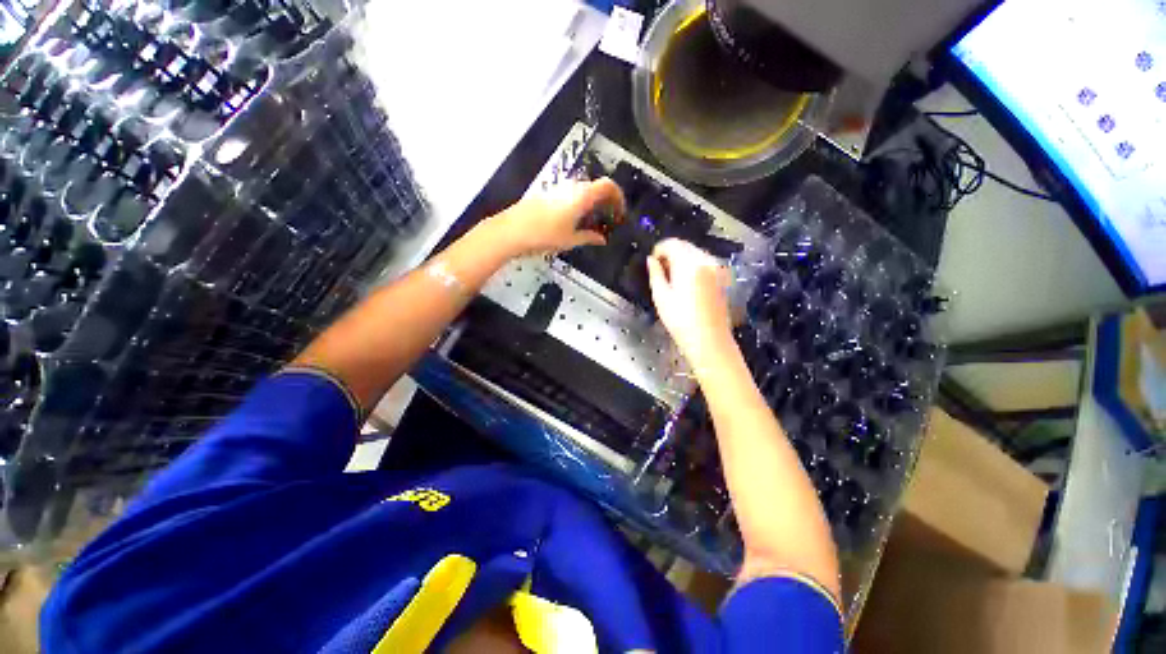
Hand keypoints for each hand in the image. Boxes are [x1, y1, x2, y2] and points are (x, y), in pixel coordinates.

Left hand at [492, 178, 625, 257]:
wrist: (512, 230)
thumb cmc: (545, 235)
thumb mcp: (571, 240)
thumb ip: (589, 237)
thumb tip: (602, 239)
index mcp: (582, 196)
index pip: (608, 186)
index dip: (618, 197)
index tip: (620, 212)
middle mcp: (571, 187)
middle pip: (596, 187)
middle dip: (605, 202)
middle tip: (608, 220)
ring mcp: (557, 188)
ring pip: (582, 191)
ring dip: (591, 203)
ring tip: (591, 224)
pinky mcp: (547, 193)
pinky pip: (569, 195)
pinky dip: (578, 204)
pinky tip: (573, 221)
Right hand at [646, 239, 735, 369]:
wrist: (709, 340)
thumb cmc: (681, 321)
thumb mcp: (661, 297)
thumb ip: (655, 274)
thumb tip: (651, 260)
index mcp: (689, 263)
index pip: (672, 243)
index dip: (658, 250)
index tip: (652, 262)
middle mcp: (706, 260)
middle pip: (685, 245)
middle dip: (670, 253)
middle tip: (660, 271)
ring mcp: (716, 268)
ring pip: (695, 253)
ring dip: (681, 259)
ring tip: (672, 278)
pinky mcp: (722, 277)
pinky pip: (704, 262)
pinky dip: (693, 265)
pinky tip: (686, 282)